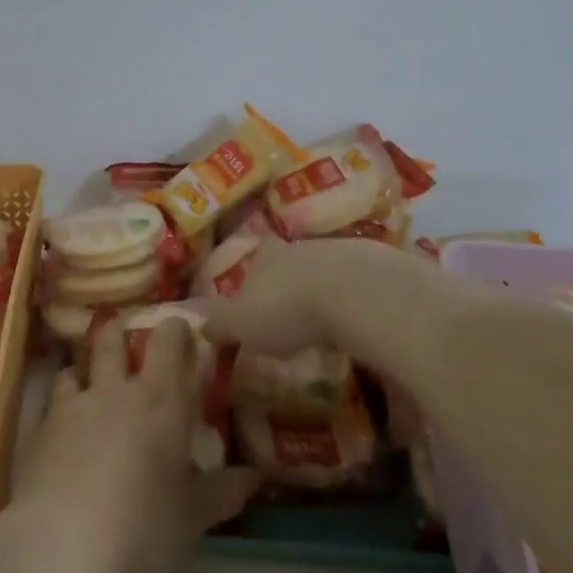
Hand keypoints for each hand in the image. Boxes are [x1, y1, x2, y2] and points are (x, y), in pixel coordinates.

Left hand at [6, 318, 257, 572]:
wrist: (63, 541)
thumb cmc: (142, 525)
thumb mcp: (193, 516)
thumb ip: (223, 492)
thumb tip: (254, 476)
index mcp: (161, 400)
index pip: (169, 343)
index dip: (175, 329)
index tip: (181, 328)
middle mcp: (117, 390)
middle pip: (115, 339)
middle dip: (122, 332)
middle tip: (129, 337)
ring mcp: (75, 404)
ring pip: (79, 364)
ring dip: (86, 366)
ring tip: (90, 378)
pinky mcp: (42, 426)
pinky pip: (53, 398)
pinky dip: (62, 400)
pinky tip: (64, 421)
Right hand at [200, 237, 489, 372]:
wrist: (360, 295)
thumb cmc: (290, 310)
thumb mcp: (243, 324)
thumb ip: (218, 322)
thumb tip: (188, 318)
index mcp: (269, 258)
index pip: (256, 259)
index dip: (254, 276)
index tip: (257, 295)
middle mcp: (305, 249)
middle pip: (294, 262)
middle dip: (293, 283)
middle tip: (294, 311)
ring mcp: (346, 253)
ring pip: (331, 269)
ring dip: (329, 290)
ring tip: (331, 321)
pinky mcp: (383, 267)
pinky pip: (366, 283)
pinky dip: (363, 300)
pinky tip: (365, 323)